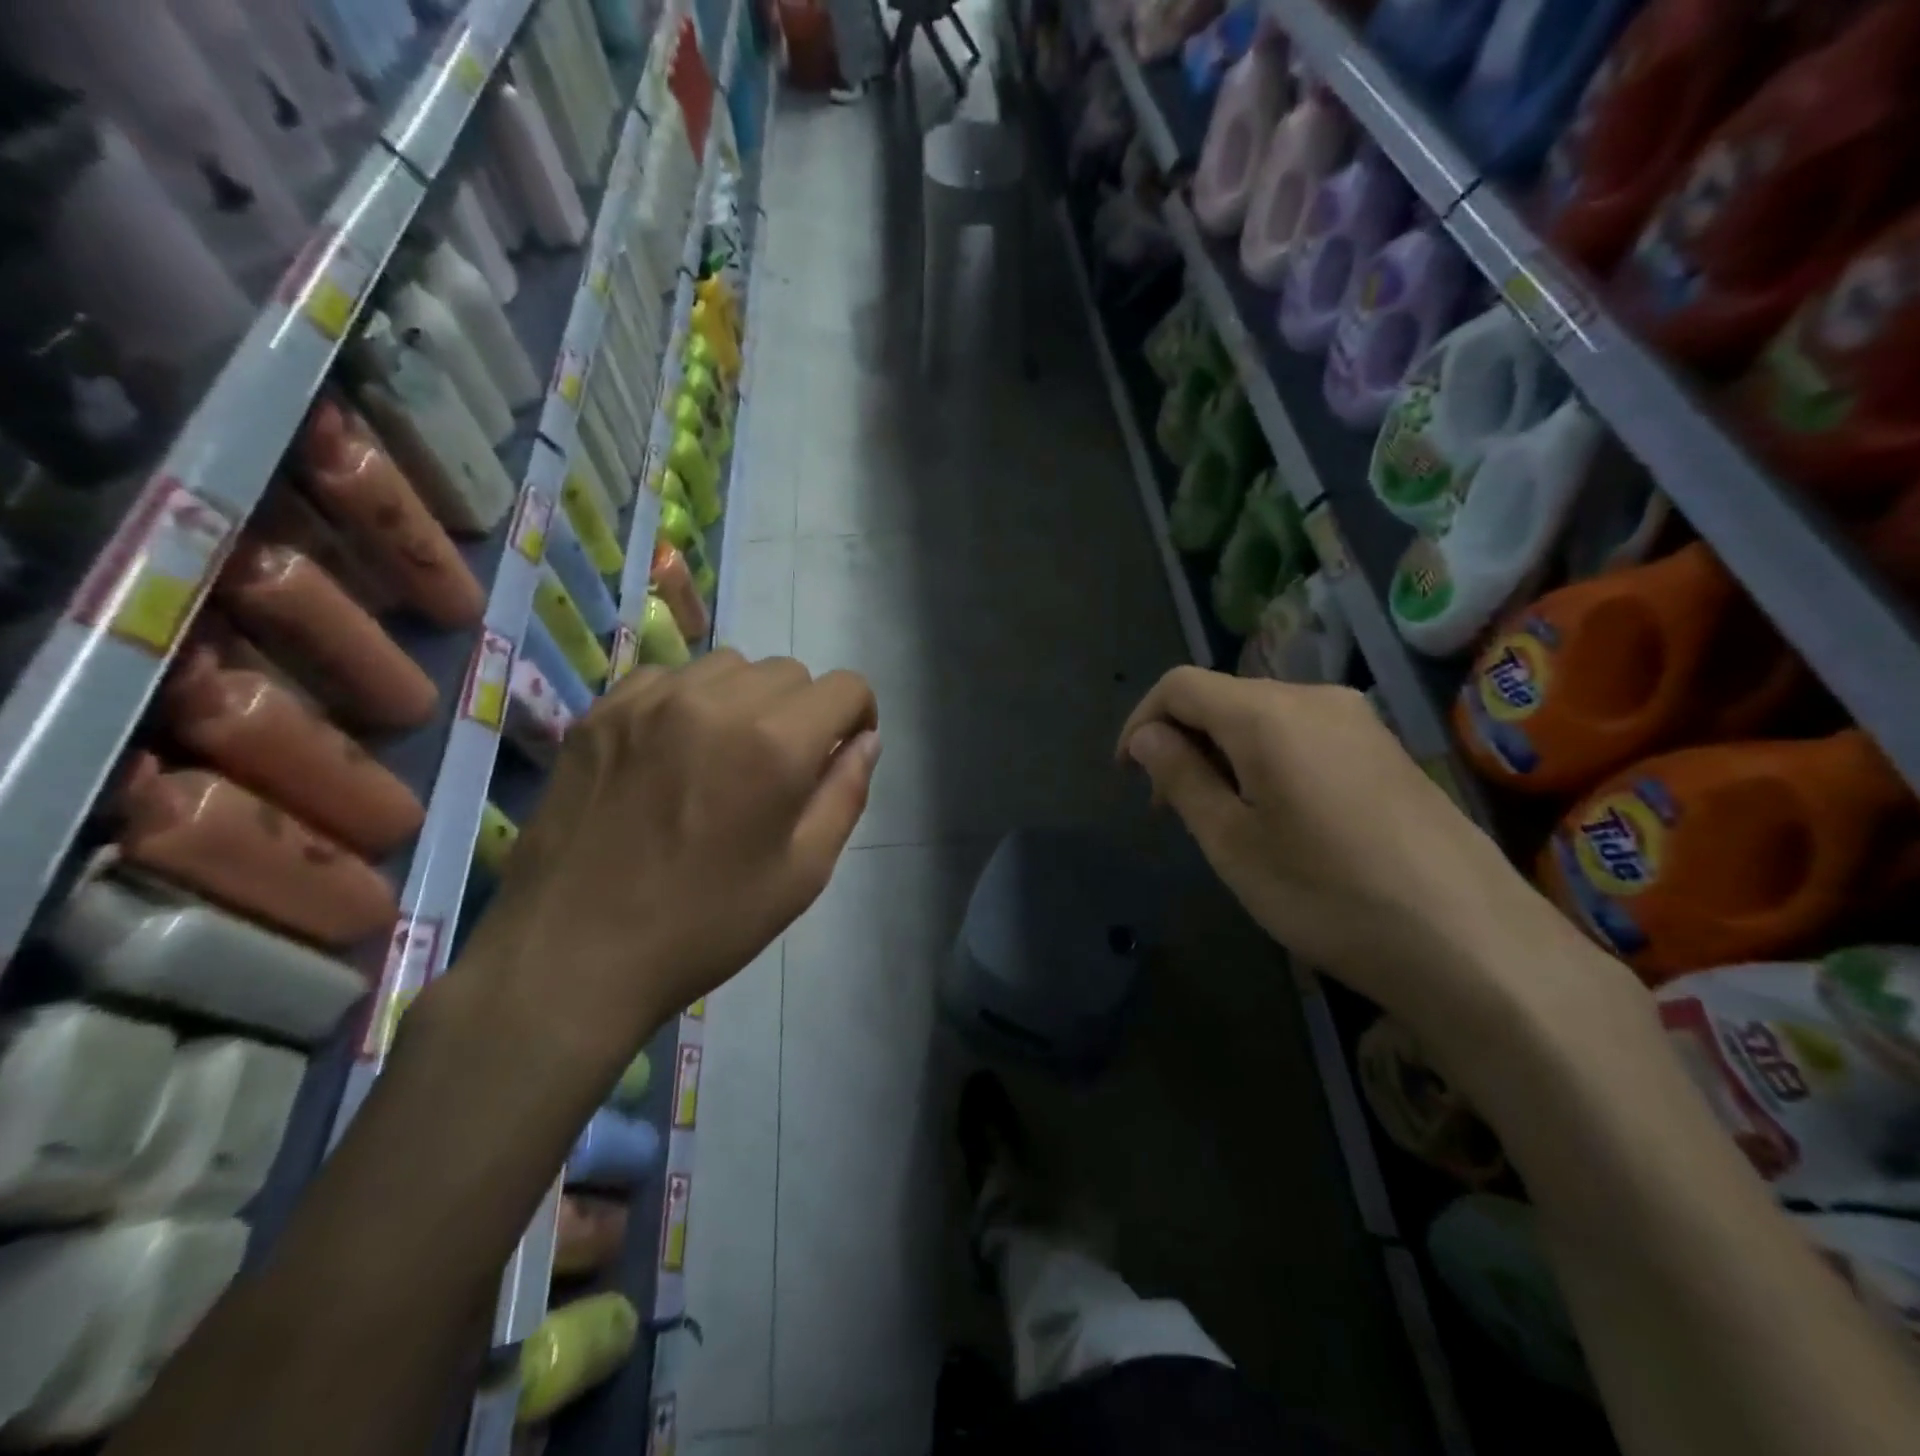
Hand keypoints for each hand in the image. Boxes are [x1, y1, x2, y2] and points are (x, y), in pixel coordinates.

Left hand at [460, 651, 879, 1071]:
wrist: (571, 955)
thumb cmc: (704, 924)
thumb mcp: (802, 874)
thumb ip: (845, 794)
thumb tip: (866, 741)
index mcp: (774, 743)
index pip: (846, 687)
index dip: (858, 717)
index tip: (840, 755)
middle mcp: (716, 701)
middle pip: (790, 672)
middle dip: (804, 712)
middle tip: (780, 769)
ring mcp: (650, 700)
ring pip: (729, 666)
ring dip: (747, 700)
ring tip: (724, 756)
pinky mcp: (601, 711)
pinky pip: (668, 678)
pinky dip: (688, 702)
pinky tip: (671, 753)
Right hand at [1116, 669, 1605, 1038]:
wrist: (1474, 945)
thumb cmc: (1330, 895)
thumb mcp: (1232, 843)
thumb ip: (1181, 777)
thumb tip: (1147, 736)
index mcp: (1268, 714)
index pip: (1179, 685)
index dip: (1141, 721)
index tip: (1127, 776)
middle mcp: (1315, 698)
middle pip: (1224, 697)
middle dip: (1183, 741)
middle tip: (1170, 807)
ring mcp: (1360, 721)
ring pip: (1264, 717)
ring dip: (1224, 753)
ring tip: (1220, 817)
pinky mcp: (1388, 749)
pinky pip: (1305, 734)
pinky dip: (1267, 760)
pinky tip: (1278, 816)